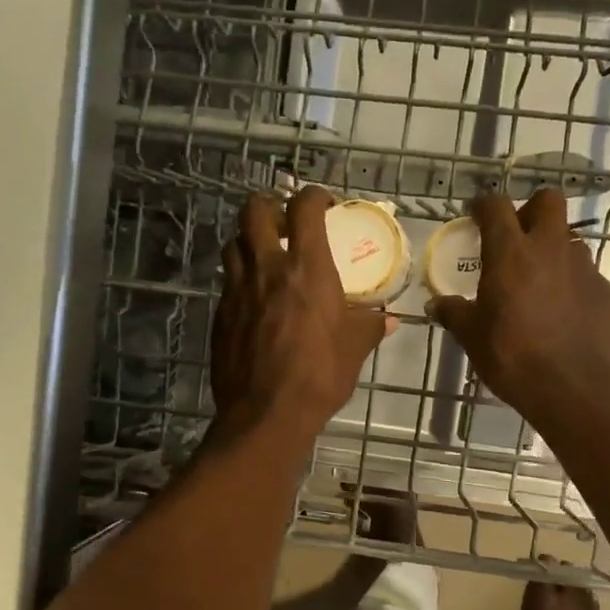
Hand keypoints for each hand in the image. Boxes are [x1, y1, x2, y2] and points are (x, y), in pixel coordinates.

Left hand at [212, 186, 393, 441]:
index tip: (324, 203)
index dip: (313, 196)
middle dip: (268, 205)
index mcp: (307, 268)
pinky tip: (254, 298)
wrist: (266, 414)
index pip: (304, 208)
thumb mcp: (355, 350)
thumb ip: (370, 326)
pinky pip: (228, 282)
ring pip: (233, 244)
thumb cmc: (319, 376)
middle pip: (253, 211)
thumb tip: (388, 319)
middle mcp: (267, 269)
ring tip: (264, 256)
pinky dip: (241, 279)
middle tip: (283, 220)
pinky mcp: (221, 315)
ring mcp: (238, 291)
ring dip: (248, 241)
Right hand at [429, 189, 609, 429]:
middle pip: (548, 201)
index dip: (483, 205)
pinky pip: (585, 274)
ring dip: (552, 250)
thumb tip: (436, 305)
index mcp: (511, 254)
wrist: (575, 388)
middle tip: (516, 238)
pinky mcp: (605, 291)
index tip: (475, 214)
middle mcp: (551, 249)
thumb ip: (454, 314)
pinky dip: (570, 284)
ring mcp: (584, 268)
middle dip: (531, 210)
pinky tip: (561, 312)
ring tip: (538, 282)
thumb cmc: (513, 358)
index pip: (496, 206)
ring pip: (569, 239)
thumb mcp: (472, 338)